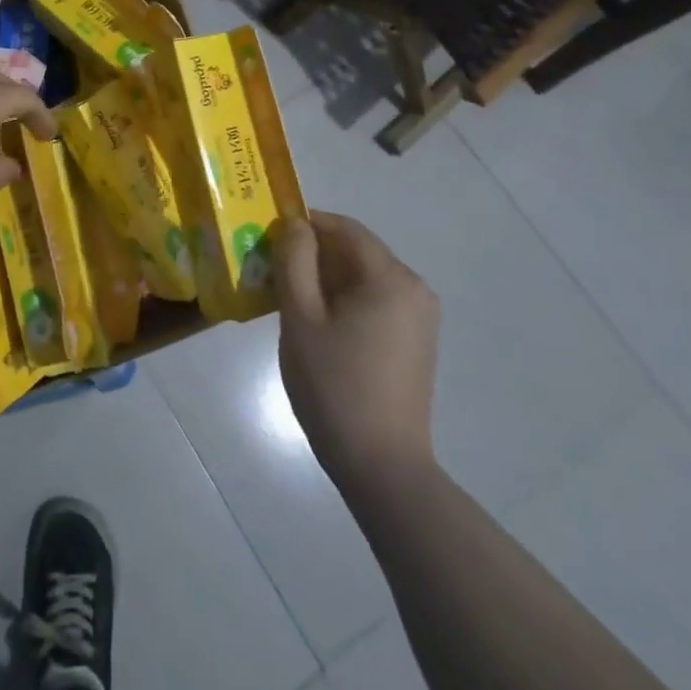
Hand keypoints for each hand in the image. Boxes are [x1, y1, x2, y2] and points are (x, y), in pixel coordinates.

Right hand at [273, 211, 439, 491]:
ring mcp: (420, 318)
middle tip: (272, 270)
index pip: (346, 228)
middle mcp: (414, 288)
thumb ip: (295, 261)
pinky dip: (346, 300)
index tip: (270, 235)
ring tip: (289, 299)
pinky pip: (377, 302)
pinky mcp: (417, 342)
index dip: (307, 223)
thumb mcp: (301, 318)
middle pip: (358, 252)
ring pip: (365, 278)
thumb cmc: (334, 385)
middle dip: (314, 253)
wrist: (382, 466)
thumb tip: (295, 224)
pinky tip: (318, 325)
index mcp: (390, 277)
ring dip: (327, 278)